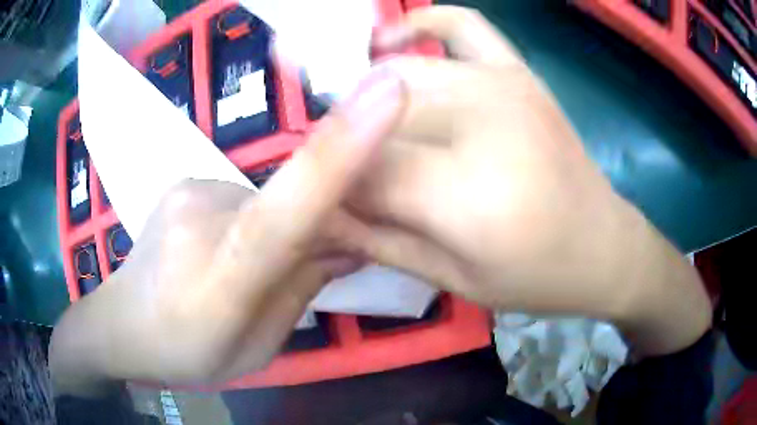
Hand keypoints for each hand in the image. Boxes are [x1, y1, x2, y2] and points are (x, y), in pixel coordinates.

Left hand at [49, 72, 404, 395]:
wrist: (118, 326)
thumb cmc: (185, 354)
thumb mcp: (255, 349)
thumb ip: (300, 292)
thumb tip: (349, 244)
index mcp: (224, 277)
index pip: (290, 204)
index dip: (344, 145)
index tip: (389, 88)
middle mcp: (204, 214)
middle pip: (293, 200)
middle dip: (319, 225)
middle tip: (311, 267)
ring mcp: (190, 189)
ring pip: (267, 199)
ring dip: (278, 230)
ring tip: (246, 271)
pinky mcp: (185, 181)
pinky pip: (243, 195)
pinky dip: (253, 220)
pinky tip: (222, 250)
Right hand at [343, 7, 710, 354]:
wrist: (603, 247)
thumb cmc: (536, 278)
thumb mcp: (453, 280)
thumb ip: (378, 241)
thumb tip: (318, 211)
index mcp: (465, 195)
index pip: (362, 171)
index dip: (331, 186)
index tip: (321, 200)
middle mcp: (481, 122)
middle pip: (374, 117)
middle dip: (346, 146)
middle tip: (343, 172)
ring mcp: (502, 84)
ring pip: (399, 71)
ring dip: (364, 94)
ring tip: (356, 123)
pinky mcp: (519, 72)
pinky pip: (459, 23)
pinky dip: (419, 22)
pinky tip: (391, 42)